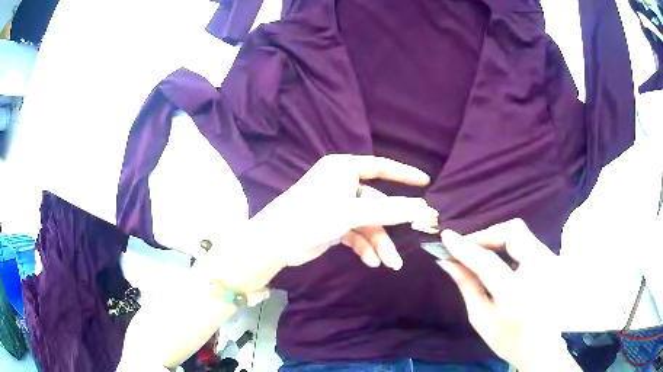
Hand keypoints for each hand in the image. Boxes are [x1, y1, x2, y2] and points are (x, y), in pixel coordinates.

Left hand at [210, 154, 436, 292]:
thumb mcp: (353, 213)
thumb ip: (389, 210)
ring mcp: (337, 205)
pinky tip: (370, 261)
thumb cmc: (313, 216)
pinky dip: (364, 246)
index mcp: (344, 169)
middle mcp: (342, 184)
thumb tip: (422, 207)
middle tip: (407, 244)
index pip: (381, 167)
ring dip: (378, 243)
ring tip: (388, 264)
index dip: (404, 174)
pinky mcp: (332, 223)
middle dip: (388, 228)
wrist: (277, 242)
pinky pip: (355, 233)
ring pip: (367, 222)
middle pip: (376, 204)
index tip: (425, 181)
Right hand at [438, 220, 580, 371]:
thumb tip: (447, 261)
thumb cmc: (509, 340)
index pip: (488, 262)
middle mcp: (540, 272)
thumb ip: (467, 286)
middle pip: (513, 232)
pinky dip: (509, 245)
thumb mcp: (481, 319)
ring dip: (497, 239)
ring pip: (521, 234)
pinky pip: (528, 242)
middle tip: (468, 247)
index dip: (465, 247)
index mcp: (517, 295)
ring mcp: (551, 263)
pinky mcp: (554, 261)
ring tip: (481, 254)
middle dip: (487, 235)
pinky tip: (500, 260)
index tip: (446, 237)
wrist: (542, 348)